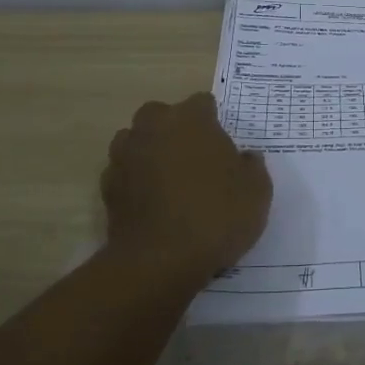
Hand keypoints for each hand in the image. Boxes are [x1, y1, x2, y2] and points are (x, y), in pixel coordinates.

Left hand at [102, 92, 271, 275]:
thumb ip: (252, 166)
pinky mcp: (108, 187)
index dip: (214, 120)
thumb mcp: (257, 191)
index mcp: (190, 120)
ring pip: (136, 140)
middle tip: (195, 157)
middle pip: (161, 115)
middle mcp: (153, 128)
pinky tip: (152, 202)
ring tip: (170, 178)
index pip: (202, 103)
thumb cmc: (216, 216)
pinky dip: (135, 181)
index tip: (224, 143)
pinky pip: (124, 173)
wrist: (160, 261)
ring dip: (150, 151)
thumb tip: (245, 157)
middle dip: (175, 129)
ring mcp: (125, 156)